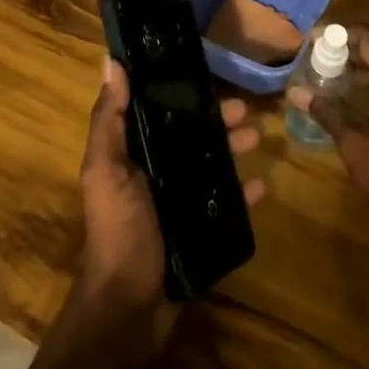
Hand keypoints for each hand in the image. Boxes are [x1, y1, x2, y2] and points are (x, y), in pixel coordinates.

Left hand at [76, 57, 265, 345]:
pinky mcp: (197, 229)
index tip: (203, 71)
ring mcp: (176, 201)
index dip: (177, 90)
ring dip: (233, 150)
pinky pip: (224, 204)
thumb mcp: (106, 170)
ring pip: (210, 165)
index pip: (155, 110)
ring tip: (258, 140)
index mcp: (130, 153)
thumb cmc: (118, 230)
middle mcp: (153, 171)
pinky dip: (242, 194)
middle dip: (215, 120)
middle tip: (245, 111)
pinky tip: (261, 187)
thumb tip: (110, 61)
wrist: (129, 307)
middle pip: (189, 136)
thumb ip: (109, 119)